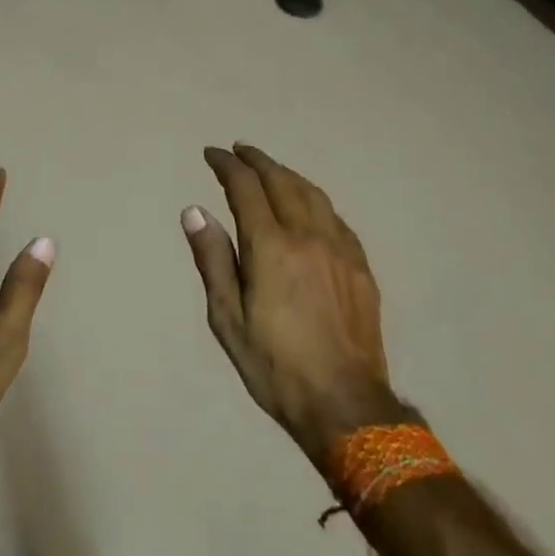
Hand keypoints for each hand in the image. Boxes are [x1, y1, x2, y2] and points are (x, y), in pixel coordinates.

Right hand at [181, 144, 403, 469]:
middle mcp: (307, 236)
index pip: (245, 187)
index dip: (227, 165)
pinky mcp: (360, 267)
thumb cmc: (275, 365)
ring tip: (270, 169)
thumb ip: (213, 259)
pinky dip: (314, 200)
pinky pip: (335, 217)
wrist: (345, 405)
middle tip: (239, 150)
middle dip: (257, 161)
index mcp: (270, 246)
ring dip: (287, 174)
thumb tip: (195, 211)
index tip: (212, 154)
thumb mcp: (227, 318)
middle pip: (281, 181)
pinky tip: (309, 206)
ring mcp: (339, 249)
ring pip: (312, 194)